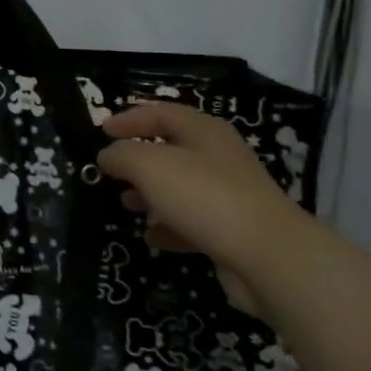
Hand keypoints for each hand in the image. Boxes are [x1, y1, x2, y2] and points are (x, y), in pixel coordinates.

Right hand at [97, 102, 319, 317]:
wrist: (268, 257)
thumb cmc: (204, 196)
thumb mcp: (149, 165)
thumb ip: (121, 154)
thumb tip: (107, 155)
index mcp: (204, 131)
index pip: (161, 112)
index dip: (129, 118)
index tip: (101, 131)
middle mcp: (218, 157)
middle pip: (171, 149)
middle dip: (137, 159)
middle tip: (111, 171)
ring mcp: (228, 195)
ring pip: (180, 187)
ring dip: (150, 194)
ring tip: (126, 204)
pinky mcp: (232, 230)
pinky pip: (192, 222)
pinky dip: (169, 226)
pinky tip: (151, 237)